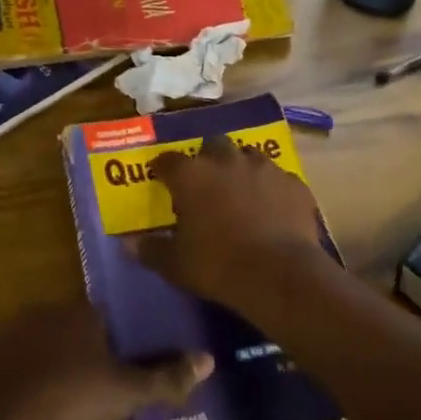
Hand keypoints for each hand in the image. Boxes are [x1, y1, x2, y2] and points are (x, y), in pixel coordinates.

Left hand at [0, 303, 211, 419]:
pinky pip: (22, 394)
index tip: (124, 388)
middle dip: (90, 392)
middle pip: (77, 353)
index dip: (118, 357)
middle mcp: (44, 317)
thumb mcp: (130, 391)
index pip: (106, 324)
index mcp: (79, 313)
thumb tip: (208, 359)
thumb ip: (168, 377)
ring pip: (49, 379)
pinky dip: (35, 419)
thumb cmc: (77, 396)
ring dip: (64, 414)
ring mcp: (12, 341)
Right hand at [137, 134, 331, 313]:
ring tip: (240, 192)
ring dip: (240, 169)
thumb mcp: (176, 265)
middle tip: (206, 183)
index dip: (163, 168)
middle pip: (212, 145)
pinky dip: (271, 189)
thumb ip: (150, 250)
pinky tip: (272, 208)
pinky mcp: (293, 182)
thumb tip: (127, 244)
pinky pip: (278, 179)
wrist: (279, 273)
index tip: (160, 178)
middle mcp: (226, 160)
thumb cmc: (218, 266)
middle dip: (207, 159)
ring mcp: (264, 167)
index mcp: (192, 175)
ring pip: (247, 156)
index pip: (168, 160)